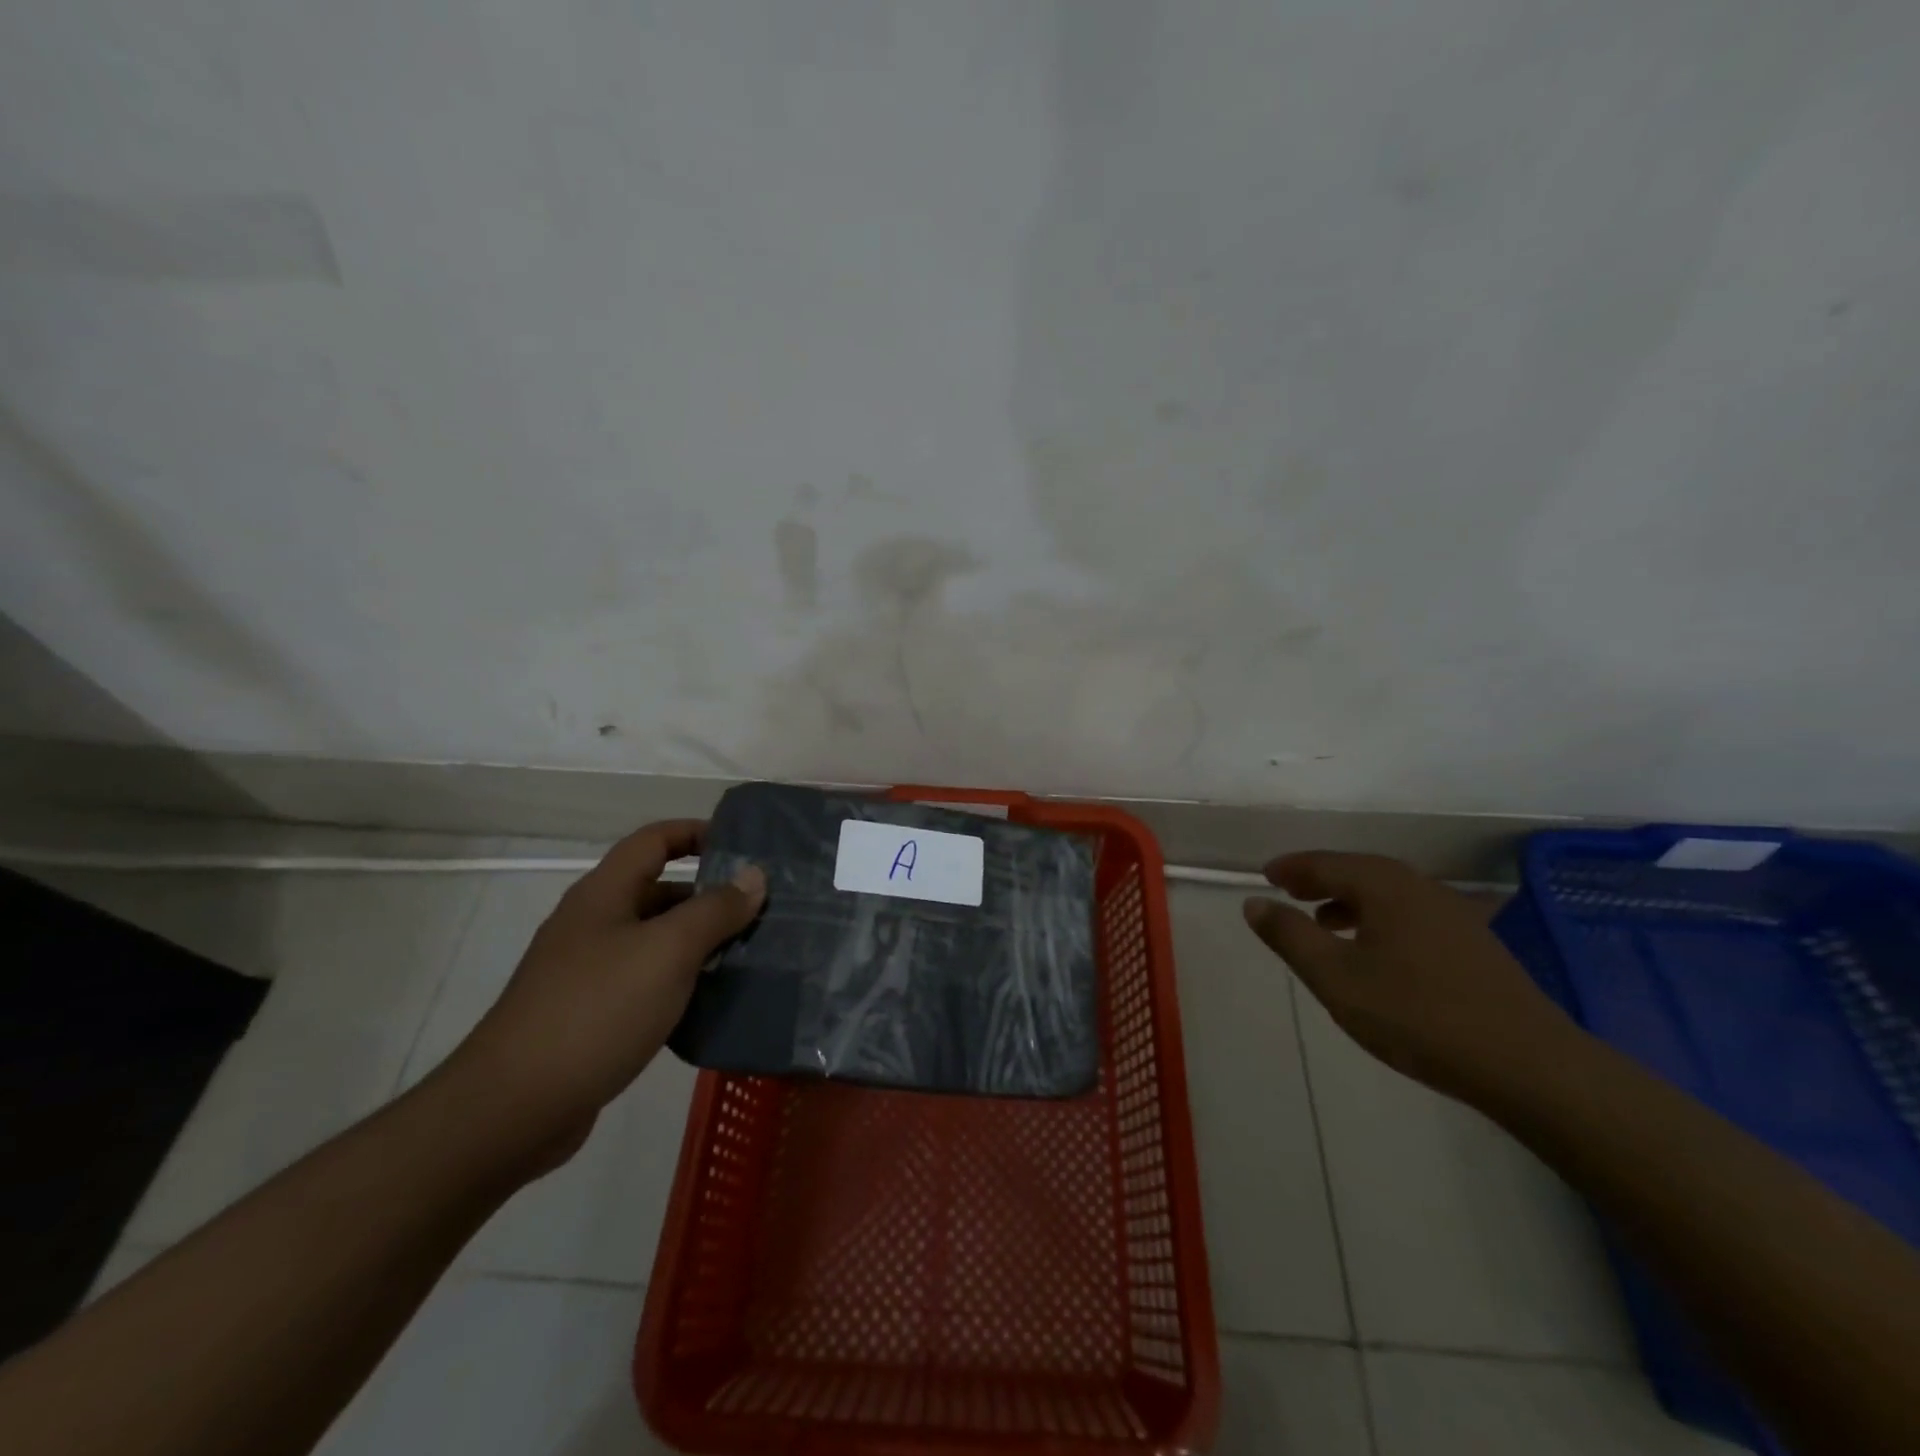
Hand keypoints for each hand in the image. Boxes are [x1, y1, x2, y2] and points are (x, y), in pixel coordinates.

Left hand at [444, 820, 765, 1168]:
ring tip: (750, 956)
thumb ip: (715, 910)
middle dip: (710, 896)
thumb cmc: (596, 1010)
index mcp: (604, 894)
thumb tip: (754, 875)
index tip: (742, 847)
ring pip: (655, 941)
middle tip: (761, 911)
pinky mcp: (590, 1015)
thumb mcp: (668, 951)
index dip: (696, 832)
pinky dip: (680, 984)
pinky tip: (712, 1003)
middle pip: (658, 891)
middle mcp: (593, 924)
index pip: (654, 839)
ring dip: (700, 944)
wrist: (513, 1109)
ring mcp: (587, 972)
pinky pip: (646, 983)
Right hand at [1242, 851, 1579, 1101]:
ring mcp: (1455, 915)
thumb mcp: (1336, 978)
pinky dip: (1380, 919)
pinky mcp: (1475, 945)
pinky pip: (1411, 915)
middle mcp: (1421, 888)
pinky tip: (1377, 952)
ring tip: (1325, 922)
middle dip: (1321, 880)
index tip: (1266, 876)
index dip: (1292, 868)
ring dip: (1350, 900)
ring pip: (1389, 894)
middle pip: (1360, 872)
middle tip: (1289, 891)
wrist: (1528, 1065)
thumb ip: (1290, 936)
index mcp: (1385, 887)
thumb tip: (1253, 903)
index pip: (1326, 864)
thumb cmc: (1417, 1014)